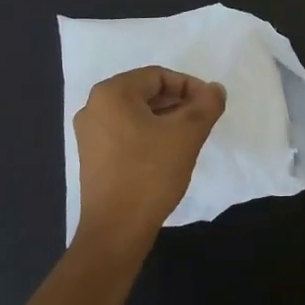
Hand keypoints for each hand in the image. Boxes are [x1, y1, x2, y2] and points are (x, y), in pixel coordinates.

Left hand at [73, 66, 225, 257]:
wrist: (116, 229)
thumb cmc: (150, 173)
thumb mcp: (187, 134)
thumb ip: (206, 105)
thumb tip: (215, 89)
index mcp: (111, 93)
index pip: (158, 76)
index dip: (189, 86)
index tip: (210, 106)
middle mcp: (93, 107)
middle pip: (145, 93)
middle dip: (178, 103)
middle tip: (202, 121)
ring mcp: (89, 133)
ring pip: (136, 114)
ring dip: (165, 120)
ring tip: (188, 138)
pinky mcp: (91, 156)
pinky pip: (125, 133)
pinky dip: (148, 135)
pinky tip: (167, 153)